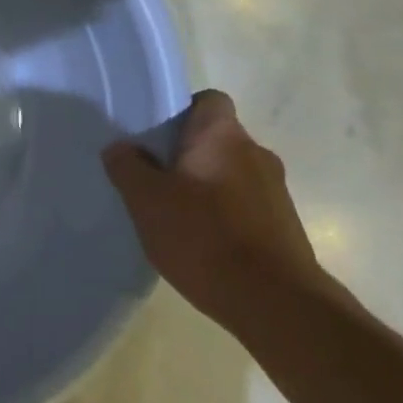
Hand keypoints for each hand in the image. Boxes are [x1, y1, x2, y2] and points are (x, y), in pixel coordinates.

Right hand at [103, 90, 328, 340]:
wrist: (274, 302)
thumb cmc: (204, 237)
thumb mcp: (147, 201)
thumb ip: (127, 167)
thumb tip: (120, 146)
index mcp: (223, 136)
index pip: (208, 100)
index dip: (180, 111)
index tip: (153, 137)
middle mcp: (255, 153)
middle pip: (215, 139)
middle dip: (185, 155)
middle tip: (151, 179)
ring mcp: (275, 190)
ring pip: (229, 173)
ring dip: (204, 187)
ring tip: (173, 216)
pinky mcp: (282, 225)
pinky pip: (243, 205)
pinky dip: (222, 215)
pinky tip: (200, 243)